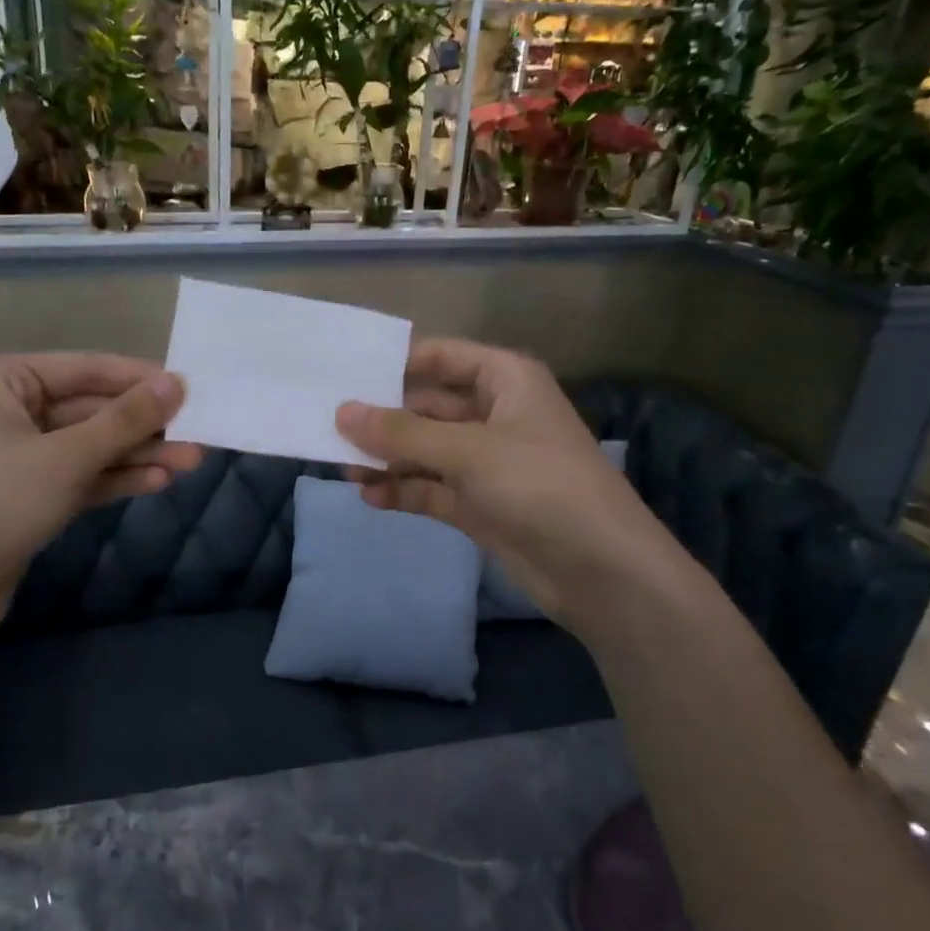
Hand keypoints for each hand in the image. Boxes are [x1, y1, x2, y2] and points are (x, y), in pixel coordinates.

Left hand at [0, 353, 202, 644]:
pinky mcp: (30, 493)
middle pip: (92, 409)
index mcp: (4, 380)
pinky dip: (116, 478)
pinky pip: (81, 474)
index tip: (191, 388)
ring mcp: (20, 453)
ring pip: (91, 445)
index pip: (87, 369)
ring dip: (138, 454)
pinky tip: (158, 482)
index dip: (140, 379)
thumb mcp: (67, 456)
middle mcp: (10, 408)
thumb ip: (126, 419)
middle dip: (144, 426)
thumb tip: (178, 382)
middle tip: (199, 433)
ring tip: (192, 462)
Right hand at [337, 339, 678, 623]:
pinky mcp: (480, 504)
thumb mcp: (468, 452)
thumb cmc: (540, 487)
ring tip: (340, 464)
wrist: (602, 572)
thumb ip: (401, 434)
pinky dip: (403, 490)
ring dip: (387, 458)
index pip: (441, 357)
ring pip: (425, 450)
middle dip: (382, 418)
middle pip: (427, 406)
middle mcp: (494, 414)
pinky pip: (431, 488)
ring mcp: (486, 462)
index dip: (394, 363)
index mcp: (505, 381)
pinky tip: (369, 496)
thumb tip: (342, 413)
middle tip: (327, 425)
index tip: (343, 373)